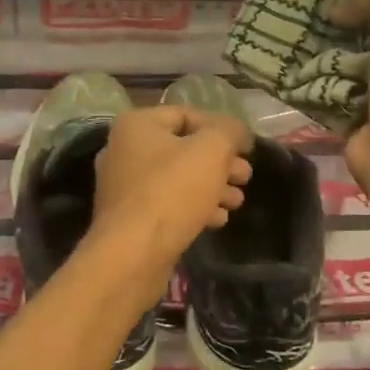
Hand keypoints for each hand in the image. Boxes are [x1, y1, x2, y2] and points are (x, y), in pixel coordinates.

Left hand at [89, 106, 251, 280]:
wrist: (132, 254)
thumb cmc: (171, 192)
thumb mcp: (211, 151)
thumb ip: (229, 132)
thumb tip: (238, 132)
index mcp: (136, 125)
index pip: (187, 115)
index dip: (221, 128)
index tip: (246, 148)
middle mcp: (124, 150)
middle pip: (183, 148)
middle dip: (220, 162)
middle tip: (245, 177)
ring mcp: (124, 186)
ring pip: (177, 178)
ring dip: (211, 187)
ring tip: (237, 202)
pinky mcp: (129, 218)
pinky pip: (167, 203)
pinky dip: (193, 207)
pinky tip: (217, 220)